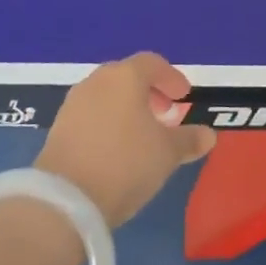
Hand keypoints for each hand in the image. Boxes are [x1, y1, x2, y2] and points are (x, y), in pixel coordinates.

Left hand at [36, 54, 215, 227]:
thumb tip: (209, 135)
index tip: (184, 96)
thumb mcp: (167, 153)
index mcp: (126, 77)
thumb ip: (189, 140)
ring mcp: (73, 103)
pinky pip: (90, 115)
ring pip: (107, 96)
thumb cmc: (125, 163)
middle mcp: (97, 81)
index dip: (172, 78)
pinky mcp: (57, 128)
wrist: (65, 201)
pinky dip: (107, 122)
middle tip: (164, 113)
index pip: (153, 63)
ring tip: (140, 135)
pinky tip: (115, 149)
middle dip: (149, 92)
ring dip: (126, 108)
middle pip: (128, 77)